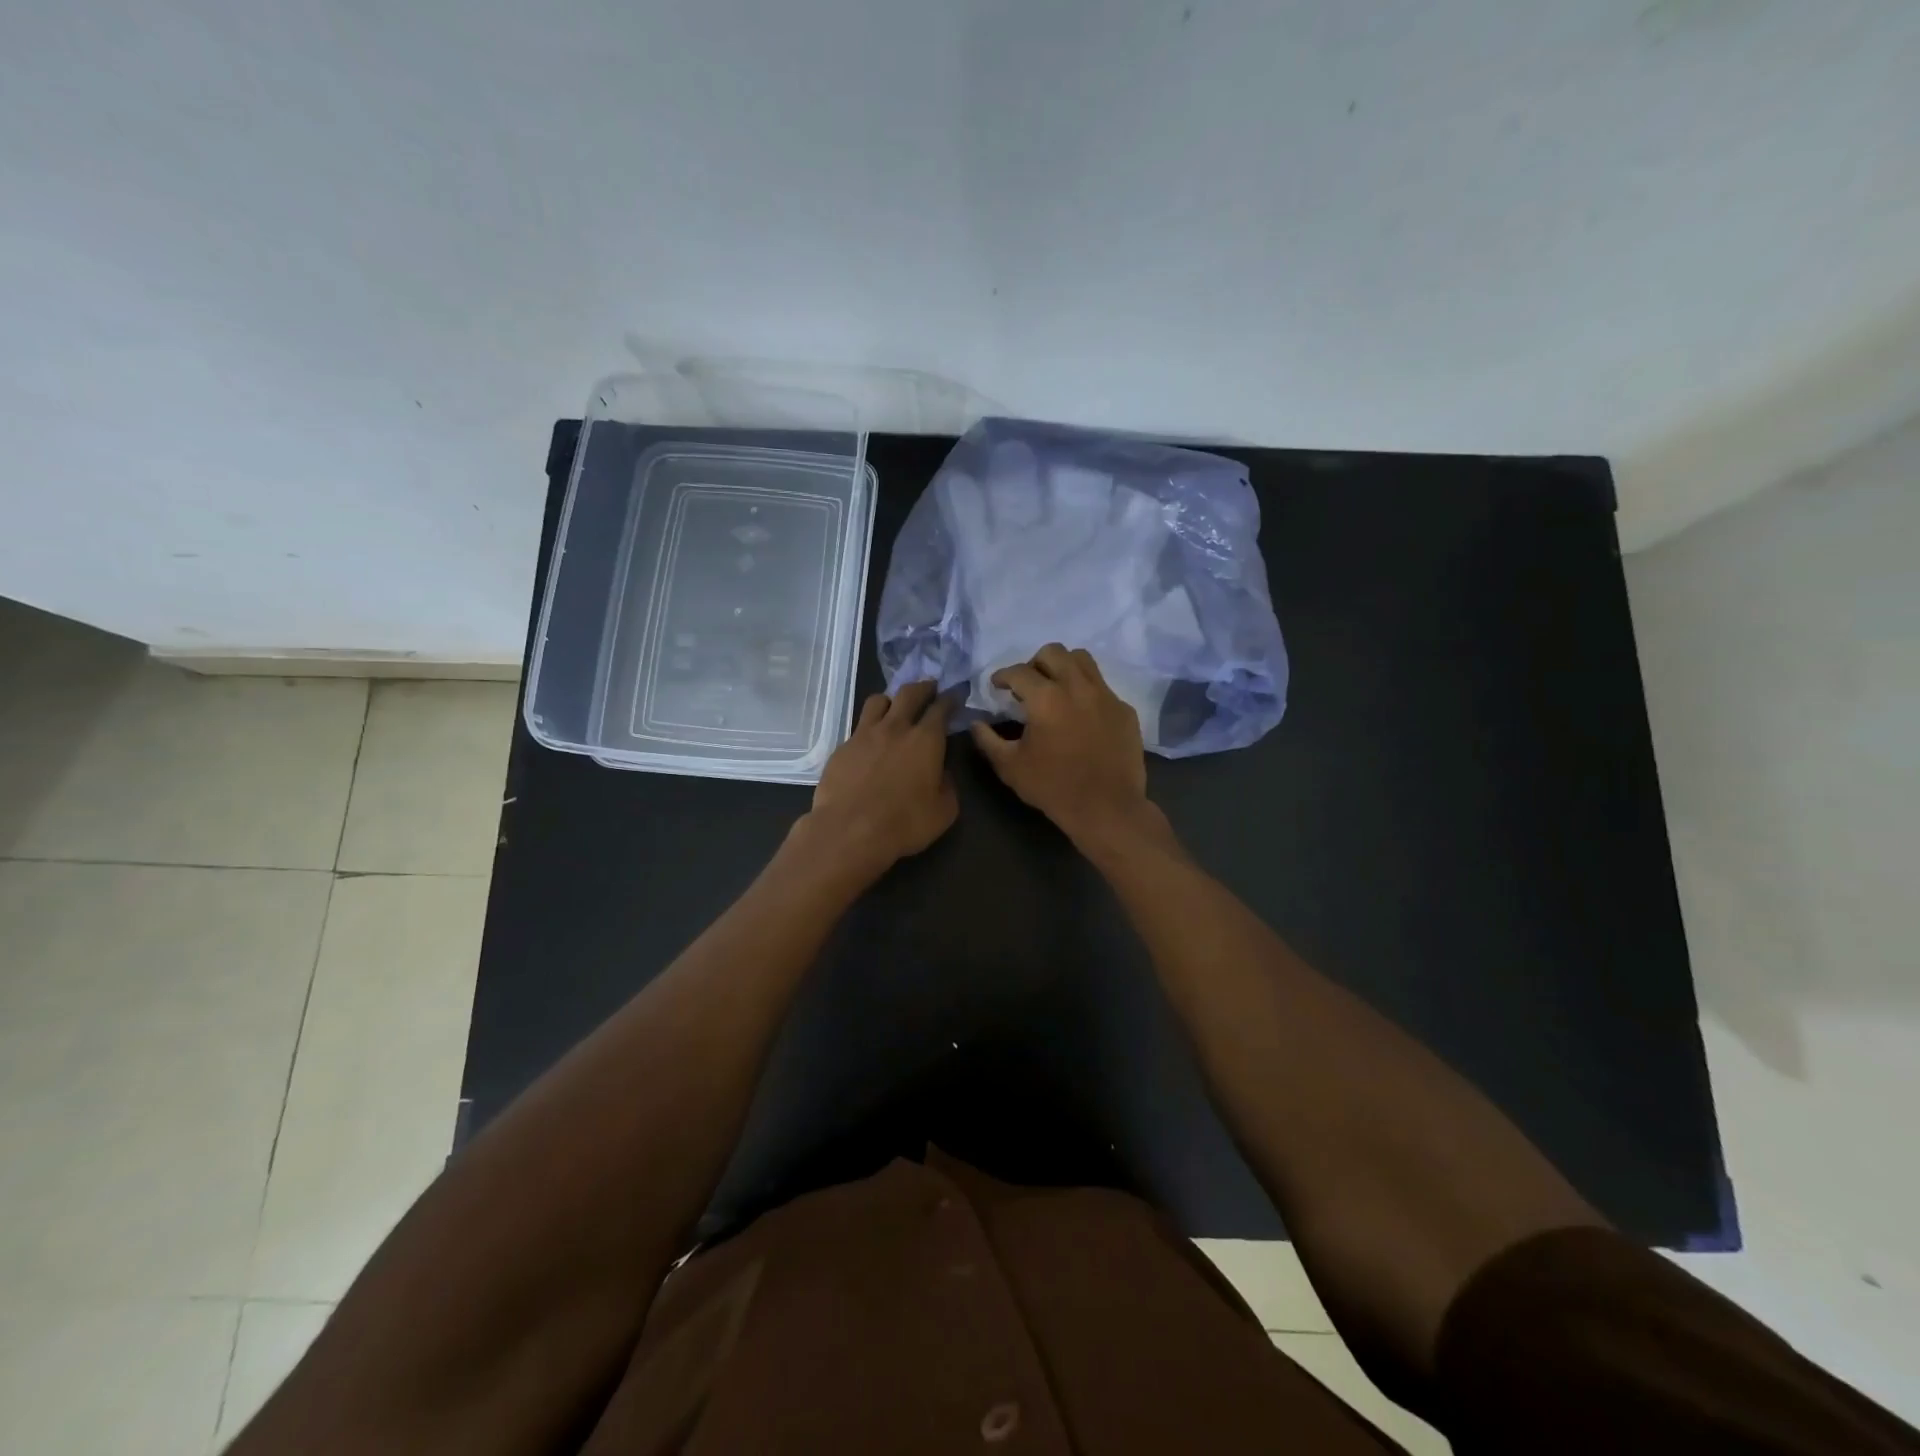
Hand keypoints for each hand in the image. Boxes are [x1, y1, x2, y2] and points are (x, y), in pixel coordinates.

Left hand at [802, 680, 957, 875]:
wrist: (849, 831)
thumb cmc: (904, 823)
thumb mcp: (943, 811)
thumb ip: (947, 785)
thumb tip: (941, 772)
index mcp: (926, 740)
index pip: (941, 708)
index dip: (950, 699)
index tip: (955, 695)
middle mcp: (895, 728)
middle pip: (909, 693)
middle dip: (923, 687)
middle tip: (929, 688)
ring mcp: (864, 734)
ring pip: (878, 701)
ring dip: (891, 700)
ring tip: (895, 707)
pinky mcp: (842, 747)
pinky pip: (859, 726)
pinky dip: (870, 727)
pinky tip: (870, 741)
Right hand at [968, 644, 1155, 848]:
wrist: (1107, 808)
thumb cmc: (1054, 788)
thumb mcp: (1010, 767)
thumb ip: (988, 741)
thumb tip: (976, 724)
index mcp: (1046, 698)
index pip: (1018, 671)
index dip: (1002, 676)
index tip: (996, 686)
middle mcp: (1077, 687)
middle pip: (1053, 652)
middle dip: (1034, 663)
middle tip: (1027, 686)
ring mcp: (1106, 696)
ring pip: (1082, 660)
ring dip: (1063, 667)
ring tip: (1056, 689)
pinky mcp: (1124, 710)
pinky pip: (1103, 687)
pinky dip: (1086, 692)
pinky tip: (1081, 715)